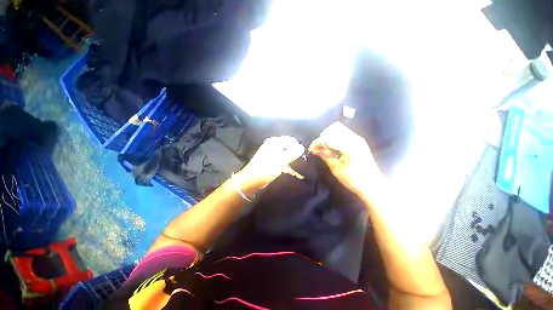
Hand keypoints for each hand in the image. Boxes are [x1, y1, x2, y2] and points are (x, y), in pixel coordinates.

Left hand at [236, 136, 304, 194]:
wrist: (250, 181)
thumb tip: (302, 147)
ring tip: (302, 170)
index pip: (290, 140)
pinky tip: (296, 174)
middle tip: (304, 163)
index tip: (304, 156)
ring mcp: (272, 154)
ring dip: (293, 162)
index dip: (297, 147)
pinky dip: (289, 167)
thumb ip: (291, 154)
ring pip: (287, 155)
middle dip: (296, 155)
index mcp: (274, 143)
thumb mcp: (279, 161)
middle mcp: (273, 146)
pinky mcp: (272, 162)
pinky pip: (283, 162)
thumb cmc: (265, 169)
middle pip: (289, 147)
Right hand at [309, 122, 383, 198]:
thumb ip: (326, 157)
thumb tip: (316, 150)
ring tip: (325, 147)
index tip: (311, 149)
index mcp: (348, 146)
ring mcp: (358, 139)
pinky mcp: (359, 142)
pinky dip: (336, 138)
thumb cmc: (354, 180)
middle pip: (334, 128)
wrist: (373, 185)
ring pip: (340, 129)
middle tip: (319, 147)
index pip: (328, 138)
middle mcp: (354, 139)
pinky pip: (344, 134)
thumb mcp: (337, 169)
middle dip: (324, 136)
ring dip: (330, 136)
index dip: (317, 142)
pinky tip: (333, 148)